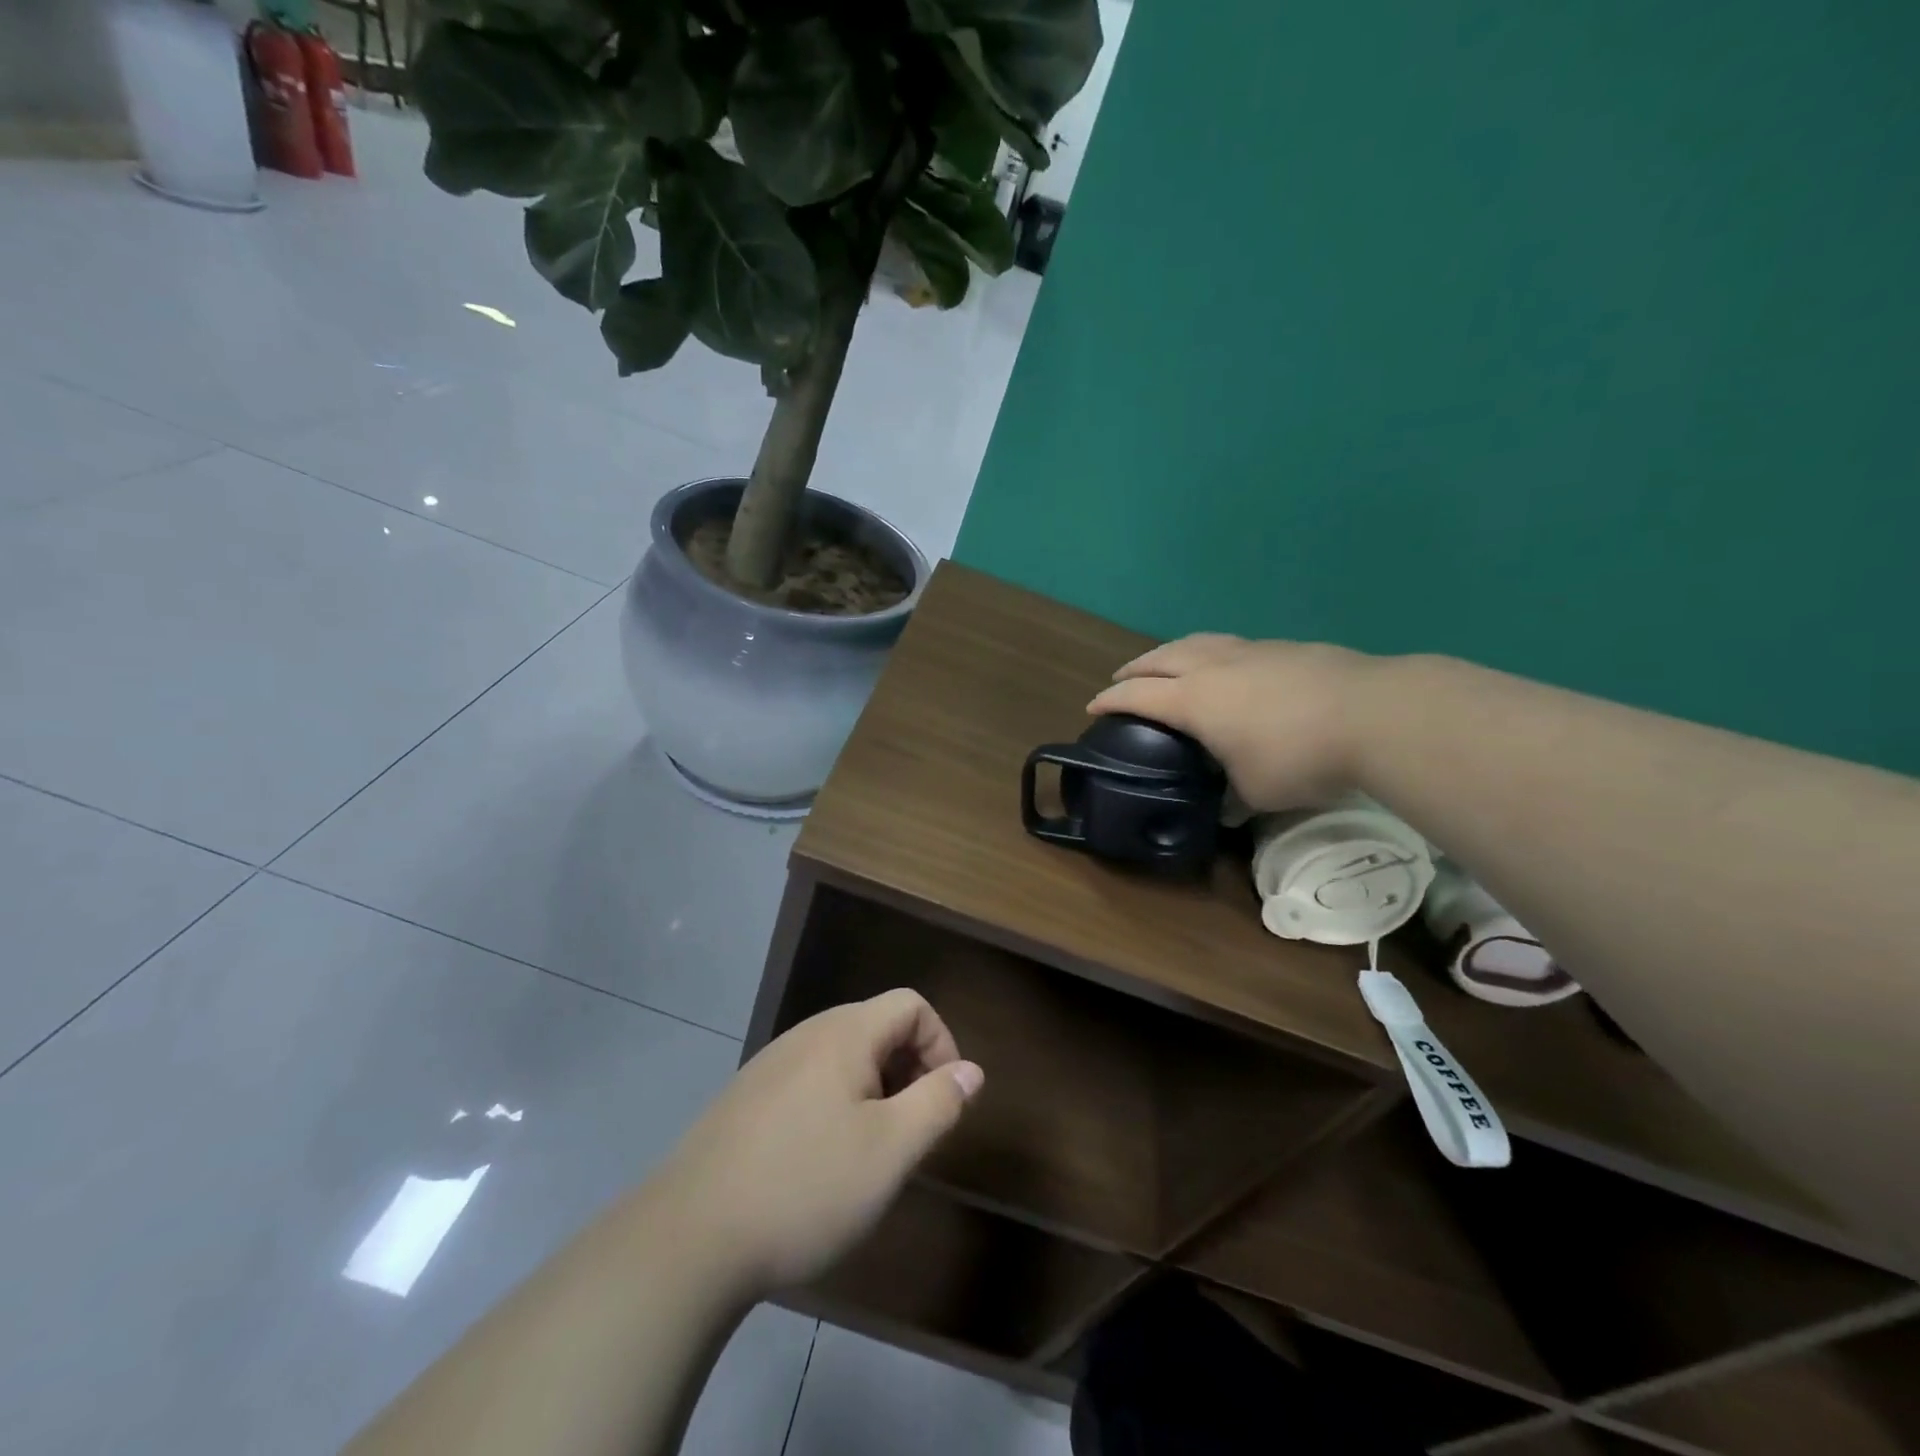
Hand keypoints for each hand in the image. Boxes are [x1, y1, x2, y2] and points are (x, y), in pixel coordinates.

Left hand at [654, 990, 982, 1298]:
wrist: (688, 1238)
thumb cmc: (805, 1186)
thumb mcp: (890, 1150)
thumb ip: (938, 1102)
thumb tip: (971, 1070)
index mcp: (844, 1033)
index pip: (911, 1004)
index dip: (942, 1043)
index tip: (945, 1101)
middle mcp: (806, 1034)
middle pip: (877, 1027)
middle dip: (909, 1070)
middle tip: (912, 1132)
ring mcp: (770, 1065)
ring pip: (843, 1057)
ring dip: (874, 1091)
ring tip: (871, 1151)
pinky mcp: (745, 1099)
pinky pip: (809, 1082)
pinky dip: (836, 1105)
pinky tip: (820, 1162)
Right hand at [1088, 634, 1381, 810]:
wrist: (1373, 714)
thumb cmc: (1298, 756)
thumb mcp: (1256, 793)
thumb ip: (1232, 800)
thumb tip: (1226, 810)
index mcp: (1194, 700)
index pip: (1138, 695)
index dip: (1111, 700)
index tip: (1093, 706)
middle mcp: (1214, 667)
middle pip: (1161, 657)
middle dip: (1136, 668)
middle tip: (1122, 677)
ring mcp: (1251, 651)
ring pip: (1197, 642)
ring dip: (1172, 651)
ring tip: (1168, 661)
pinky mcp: (1285, 648)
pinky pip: (1232, 645)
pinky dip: (1213, 652)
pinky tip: (1228, 666)